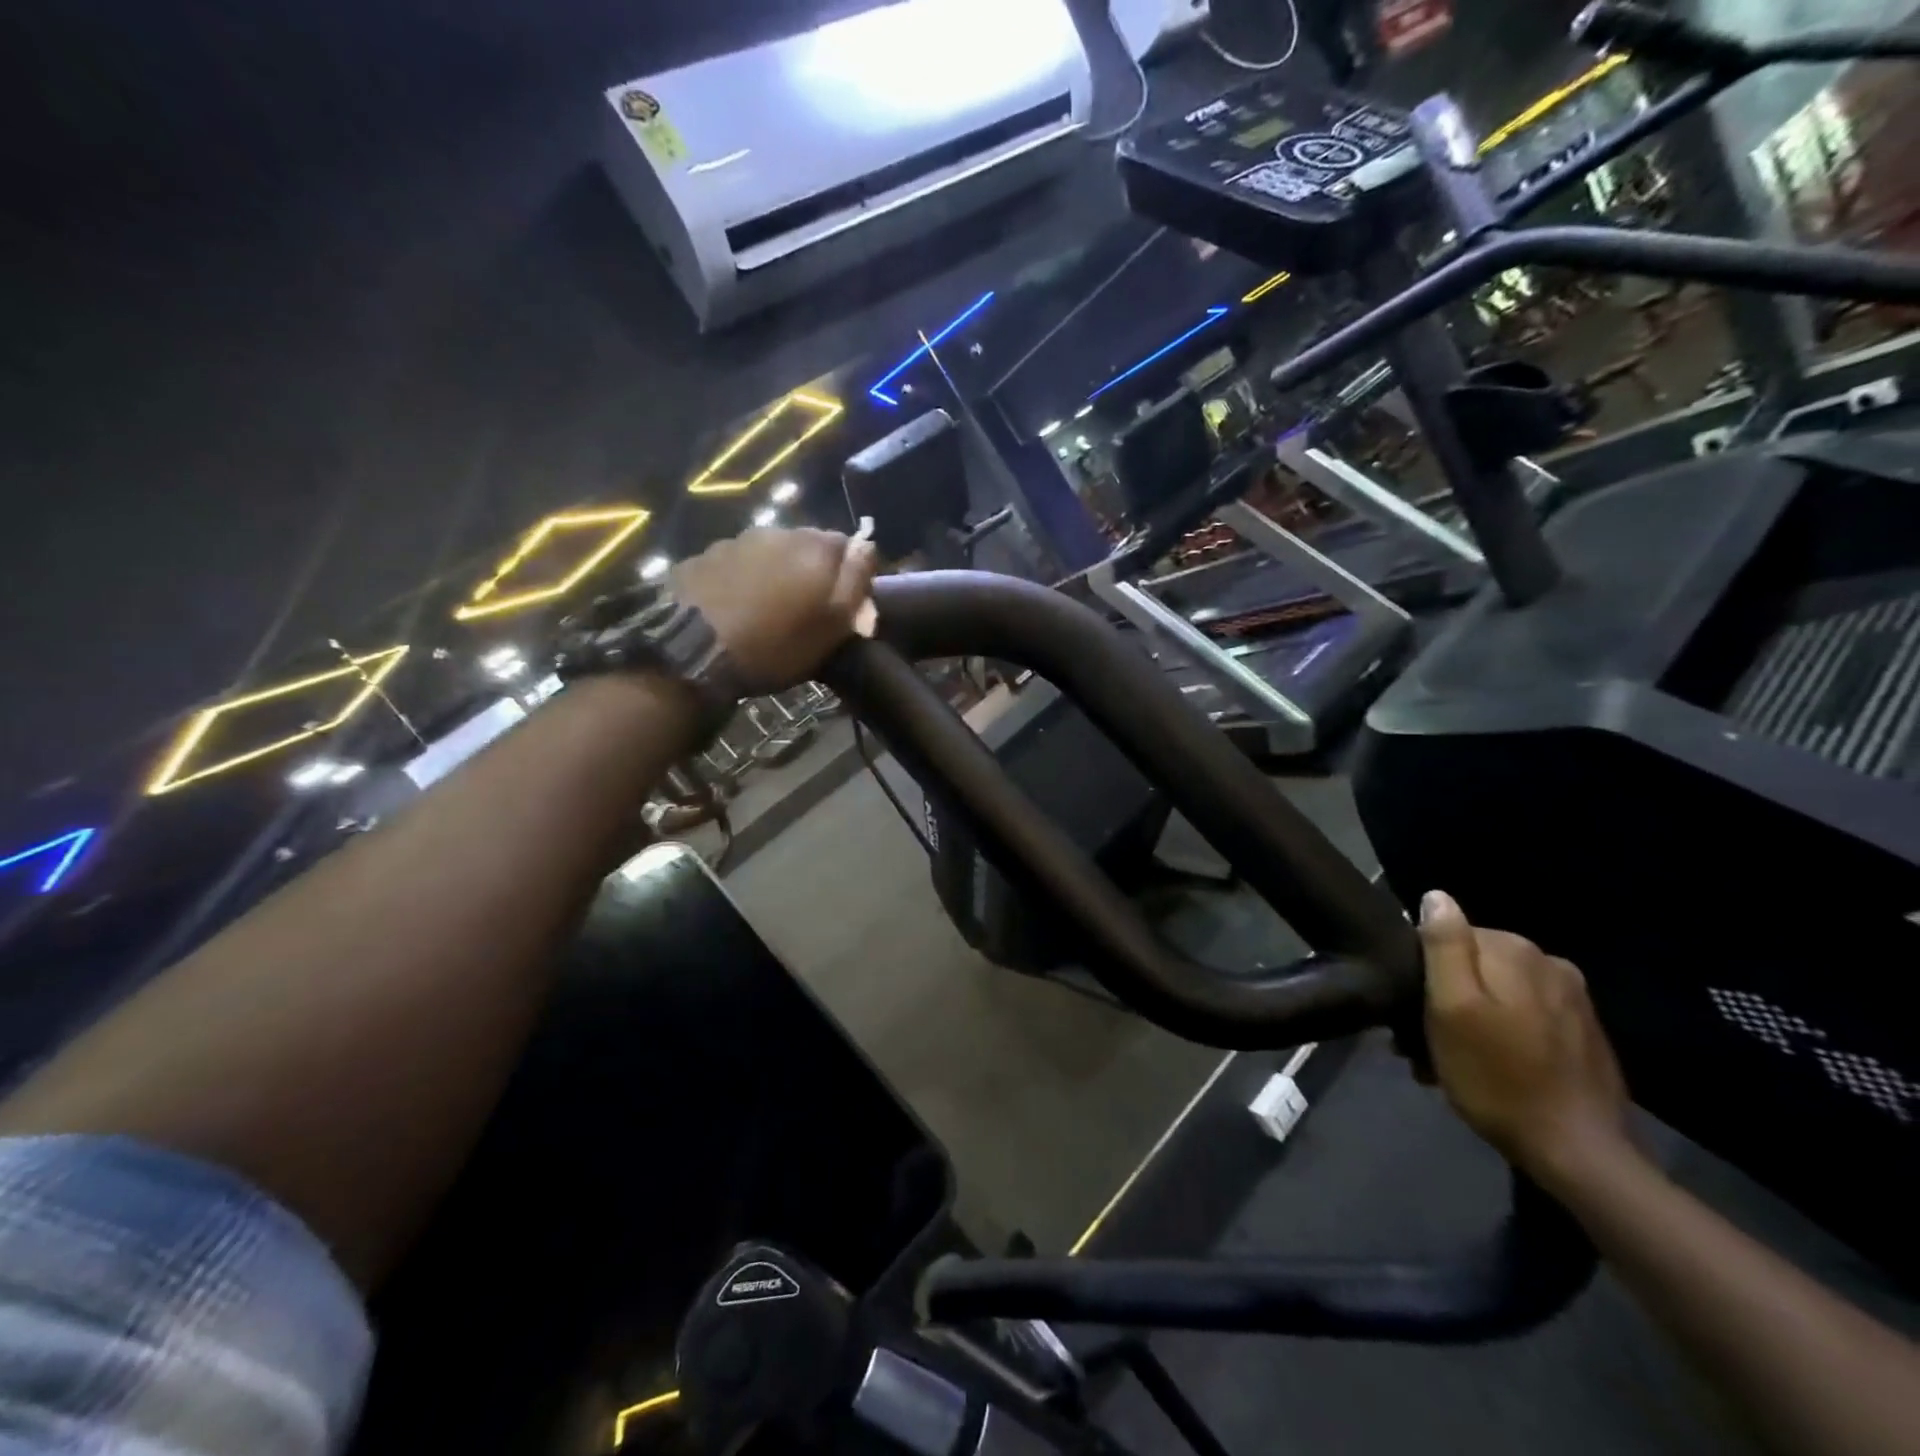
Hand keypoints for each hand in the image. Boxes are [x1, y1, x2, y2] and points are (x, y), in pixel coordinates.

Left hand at [674, 527, 877, 691]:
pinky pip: (734, 564)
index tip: (847, 606)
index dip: (852, 575)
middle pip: (808, 546)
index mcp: (815, 548)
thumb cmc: (776, 645)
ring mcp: (735, 541)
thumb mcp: (831, 625)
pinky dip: (741, 579)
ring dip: (776, 573)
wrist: (693, 653)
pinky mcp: (701, 558)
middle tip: (807, 609)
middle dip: (813, 571)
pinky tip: (734, 607)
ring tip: (768, 609)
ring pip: (770, 553)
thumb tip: (868, 545)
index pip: (851, 547)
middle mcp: (777, 533)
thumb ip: (856, 581)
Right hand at [1418, 890, 1635, 1190]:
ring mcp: (1572, 997)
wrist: (1579, 1153)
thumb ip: (1445, 946)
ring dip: (1469, 1018)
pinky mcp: (1583, 1029)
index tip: (1413, 1015)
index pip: (1447, 937)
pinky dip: (1500, 1033)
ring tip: (1452, 1063)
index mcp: (1514, 949)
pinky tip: (1491, 1067)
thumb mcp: (1452, 1008)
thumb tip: (1436, 896)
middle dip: (1445, 998)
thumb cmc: (1498, 1078)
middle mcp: (1548, 962)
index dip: (1423, 974)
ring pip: (1497, 992)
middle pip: (1473, 966)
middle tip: (1424, 1045)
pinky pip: (1524, 1015)